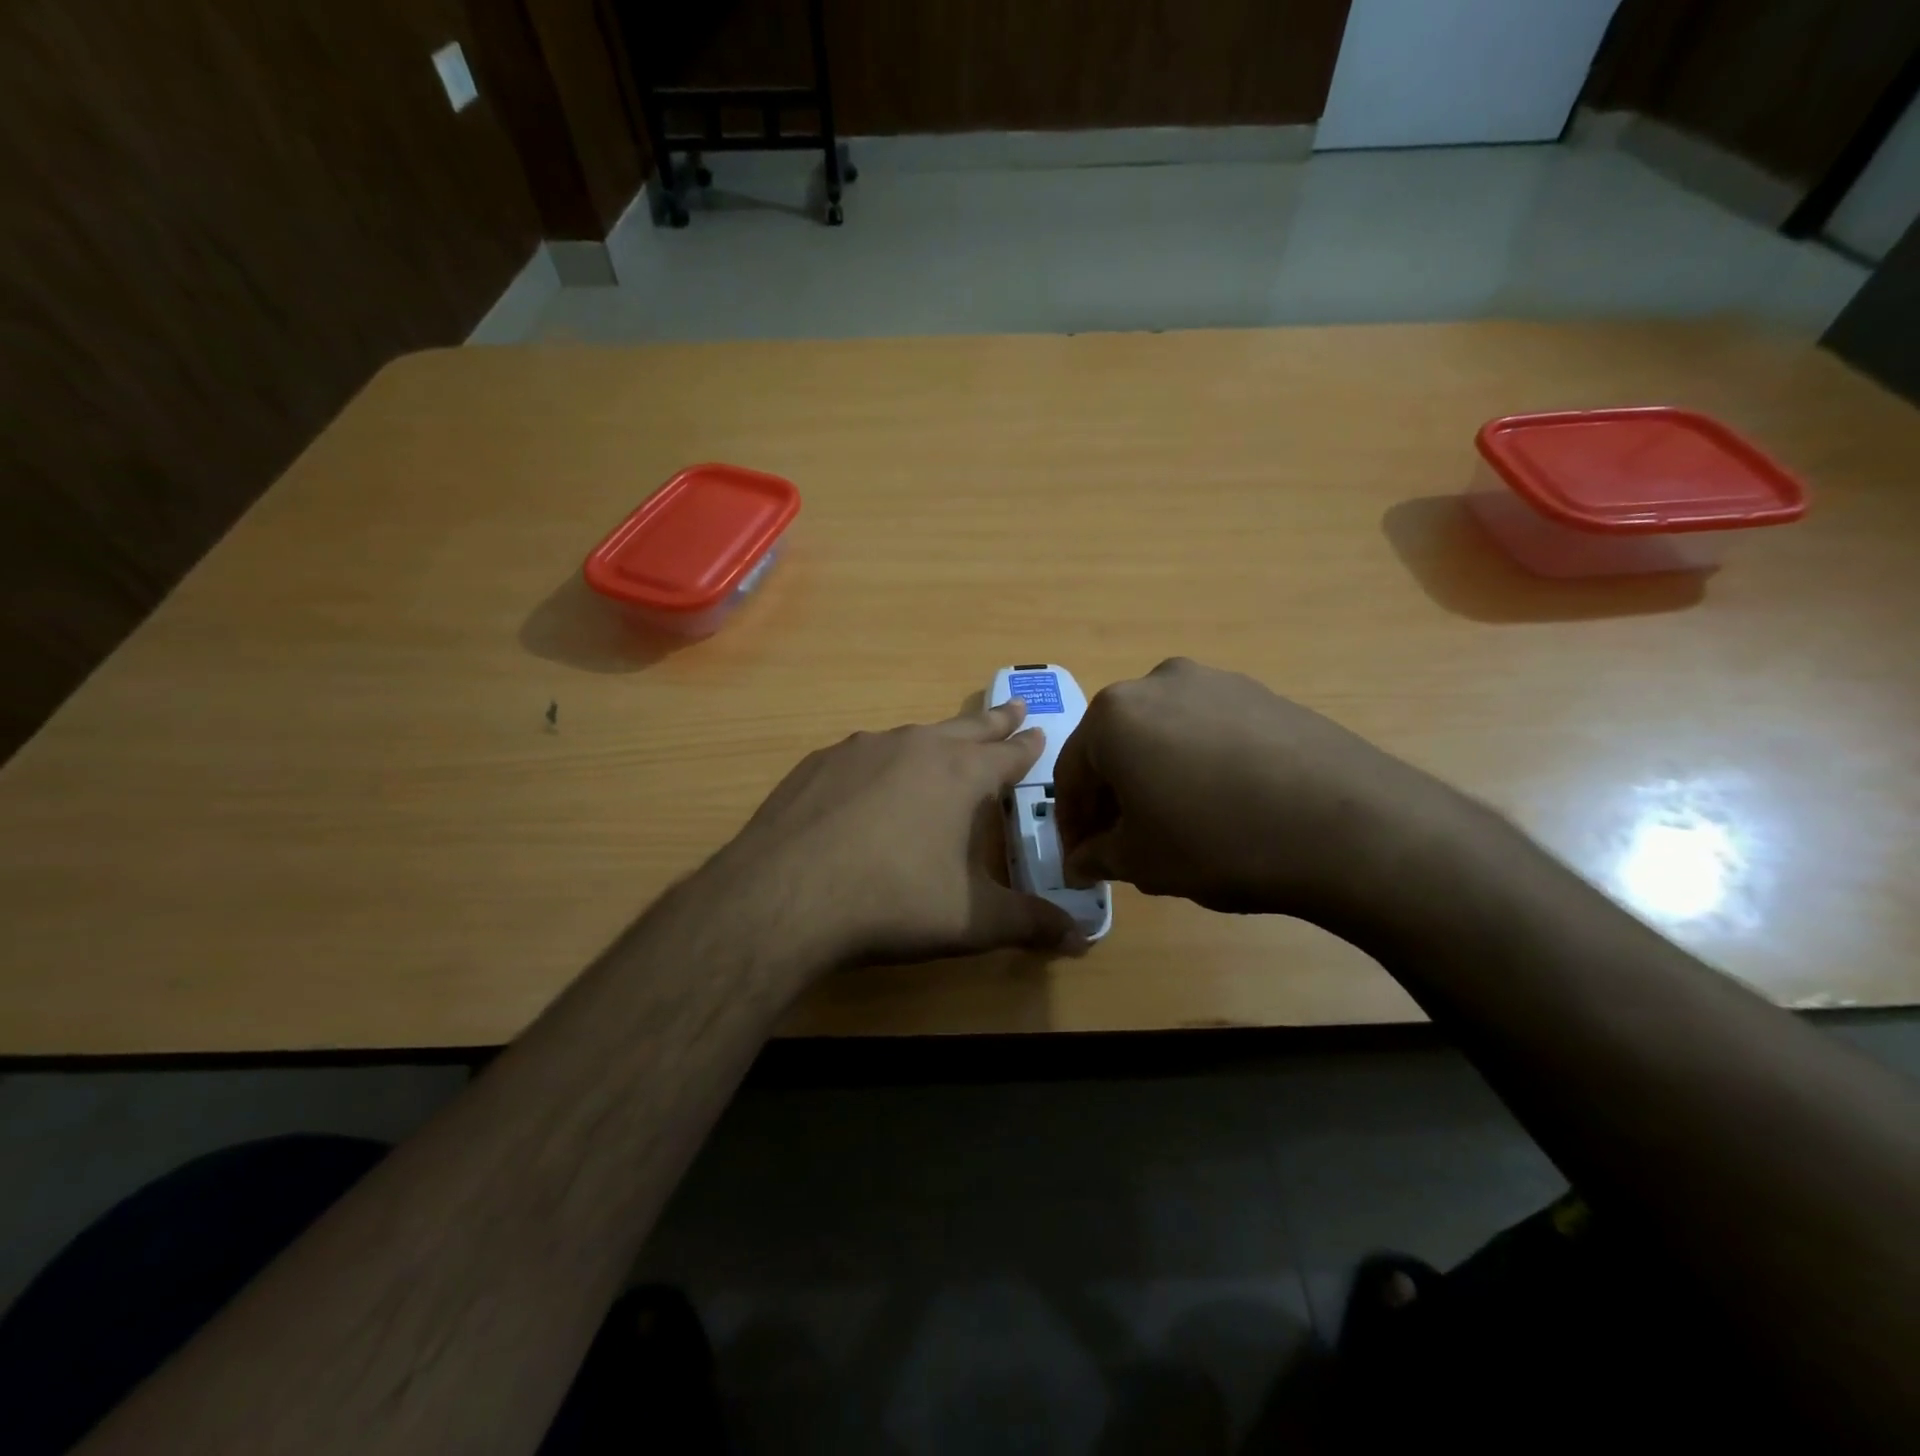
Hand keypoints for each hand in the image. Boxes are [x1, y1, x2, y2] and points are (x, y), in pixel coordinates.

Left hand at [717, 701, 1083, 966]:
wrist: (784, 898)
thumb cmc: (892, 903)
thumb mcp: (971, 921)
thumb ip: (1029, 924)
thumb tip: (1082, 939)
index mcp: (960, 774)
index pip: (1009, 753)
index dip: (1028, 746)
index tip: (1039, 731)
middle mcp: (915, 747)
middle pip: (966, 727)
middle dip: (993, 721)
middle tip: (1012, 707)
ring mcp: (860, 749)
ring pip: (912, 736)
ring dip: (935, 739)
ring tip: (943, 745)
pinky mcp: (817, 764)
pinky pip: (863, 755)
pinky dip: (880, 762)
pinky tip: (869, 785)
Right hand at [1053, 658, 1465, 920]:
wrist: (1346, 825)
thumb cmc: (1217, 841)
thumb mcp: (1141, 861)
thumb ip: (1097, 857)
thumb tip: (1079, 862)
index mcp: (1113, 714)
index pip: (1071, 773)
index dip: (1071, 822)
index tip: (1080, 858)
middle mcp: (1158, 683)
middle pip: (1116, 746)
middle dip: (1113, 796)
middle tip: (1122, 843)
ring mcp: (1216, 682)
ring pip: (1163, 735)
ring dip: (1155, 776)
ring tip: (1175, 823)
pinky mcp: (1262, 694)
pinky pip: (1208, 731)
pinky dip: (1197, 764)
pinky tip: (1222, 803)